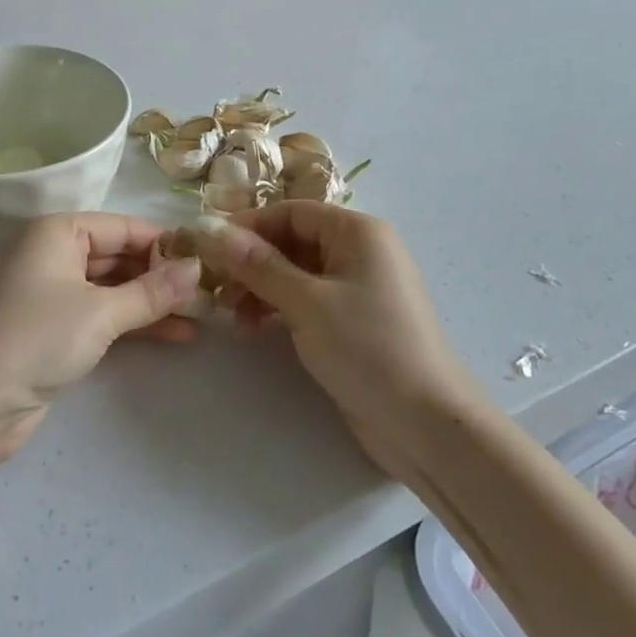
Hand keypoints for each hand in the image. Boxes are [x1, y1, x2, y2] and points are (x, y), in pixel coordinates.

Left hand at [0, 213, 201, 468]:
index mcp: (57, 232)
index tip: (207, 259)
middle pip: (119, 257)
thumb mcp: (101, 312)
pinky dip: (134, 323)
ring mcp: (53, 293)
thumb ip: (152, 291)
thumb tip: (198, 269)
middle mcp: (54, 254)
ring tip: (202, 317)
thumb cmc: (36, 338)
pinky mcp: (55, 329)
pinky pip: (103, 315)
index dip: (165, 243)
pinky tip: (176, 335)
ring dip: (153, 303)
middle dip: (162, 275)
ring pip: (114, 288)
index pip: (123, 227)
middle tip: (210, 291)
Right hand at [192, 204, 474, 479]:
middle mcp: (360, 251)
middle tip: (216, 290)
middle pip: (292, 241)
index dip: (248, 226)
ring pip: (296, 273)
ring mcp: (358, 287)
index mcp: (357, 232)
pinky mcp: (354, 321)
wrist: (427, 424)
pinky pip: (308, 300)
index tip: (208, 248)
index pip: (291, 211)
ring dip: (262, 289)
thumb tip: (213, 230)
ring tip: (235, 318)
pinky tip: (256, 329)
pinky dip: (280, 308)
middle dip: (252, 262)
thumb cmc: (368, 348)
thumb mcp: (307, 302)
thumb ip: (258, 265)